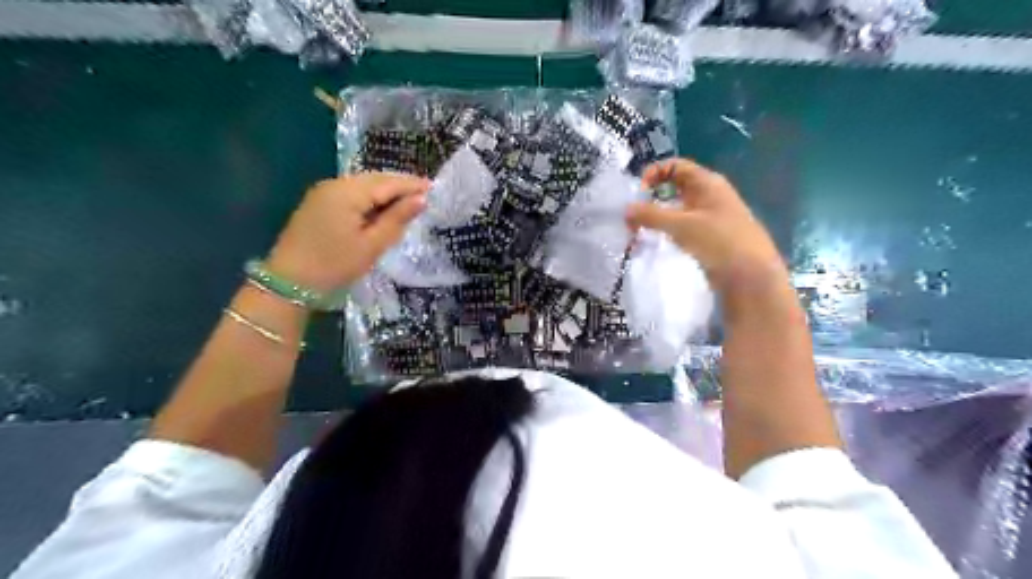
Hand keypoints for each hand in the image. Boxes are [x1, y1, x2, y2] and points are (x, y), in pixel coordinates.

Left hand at [267, 169, 428, 288]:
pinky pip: (351, 193)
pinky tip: (382, 208)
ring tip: (408, 201)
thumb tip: (421, 200)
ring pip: (363, 185)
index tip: (434, 188)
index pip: (387, 183)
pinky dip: (370, 198)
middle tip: (425, 193)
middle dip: (399, 185)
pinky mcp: (318, 203)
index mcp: (347, 192)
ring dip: (385, 191)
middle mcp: (334, 184)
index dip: (411, 185)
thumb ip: (397, 219)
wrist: (289, 283)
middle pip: (374, 179)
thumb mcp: (372, 245)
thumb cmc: (335, 265)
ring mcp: (323, 192)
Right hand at [625, 156, 786, 293]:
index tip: (638, 194)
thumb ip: (651, 216)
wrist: (751, 276)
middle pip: (674, 188)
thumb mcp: (681, 225)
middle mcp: (709, 195)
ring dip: (658, 218)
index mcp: (707, 183)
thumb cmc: (719, 241)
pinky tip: (657, 243)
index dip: (654, 173)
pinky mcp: (709, 238)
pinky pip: (683, 227)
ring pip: (677, 210)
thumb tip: (626, 210)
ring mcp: (710, 217)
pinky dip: (667, 231)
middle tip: (634, 216)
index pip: (675, 166)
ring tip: (639, 233)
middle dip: (652, 198)